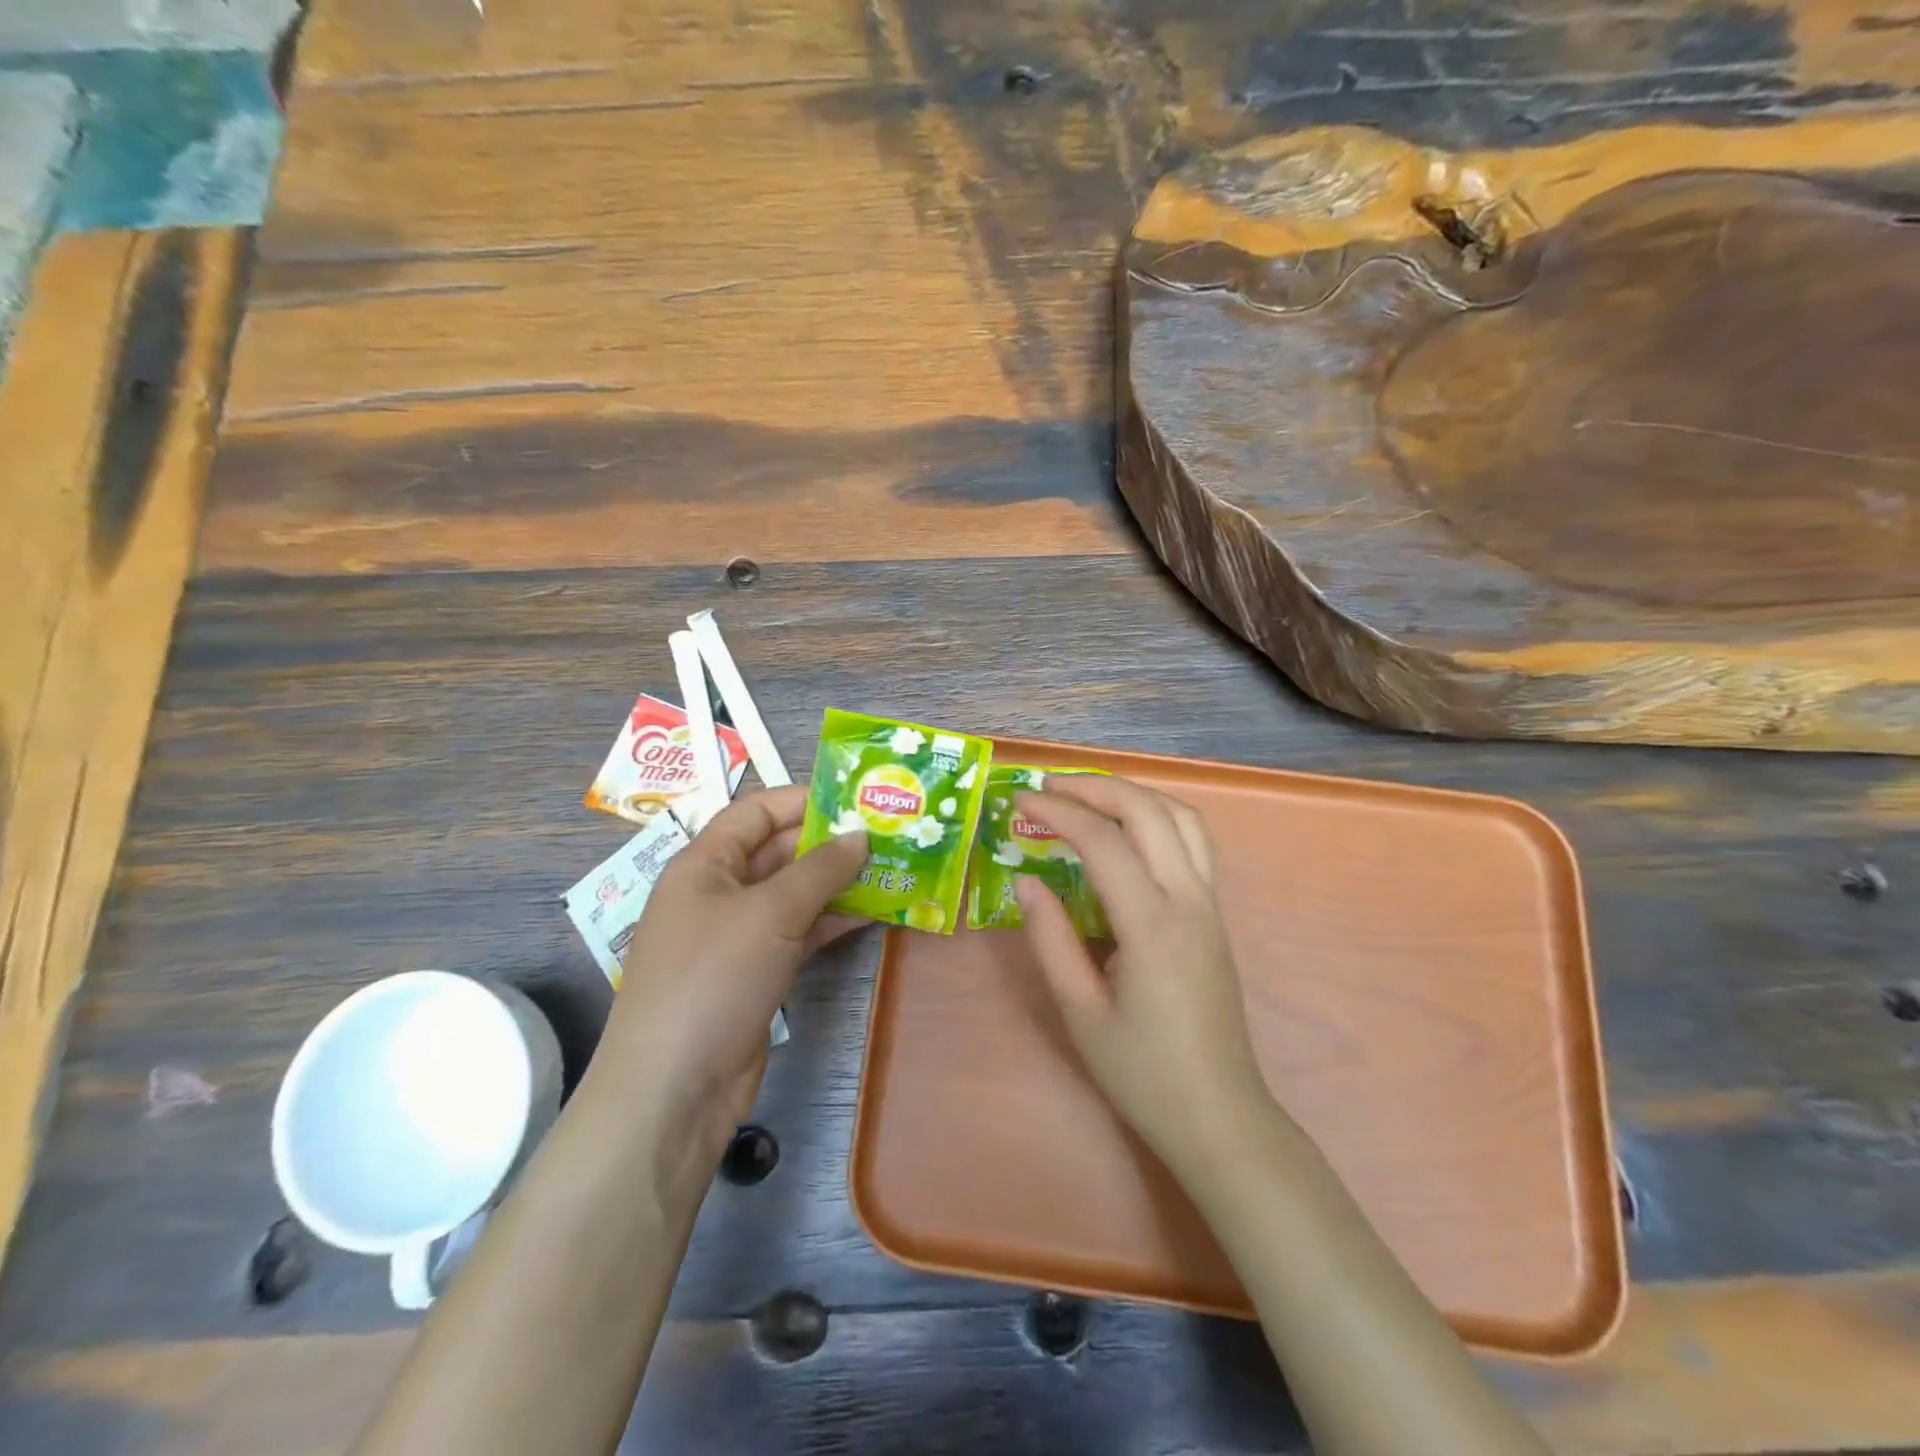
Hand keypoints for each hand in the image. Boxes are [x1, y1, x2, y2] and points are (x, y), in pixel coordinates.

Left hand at [586, 788, 866, 1173]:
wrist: (675, 1089)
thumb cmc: (714, 978)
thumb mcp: (769, 912)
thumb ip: (819, 869)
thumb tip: (861, 835)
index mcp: (704, 863)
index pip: (756, 812)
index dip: (804, 800)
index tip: (857, 799)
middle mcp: (719, 892)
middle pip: (779, 851)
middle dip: (830, 842)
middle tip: (888, 834)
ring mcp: (738, 935)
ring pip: (794, 894)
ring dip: (838, 882)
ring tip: (892, 868)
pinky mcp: (757, 972)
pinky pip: (799, 932)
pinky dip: (832, 920)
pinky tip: (874, 911)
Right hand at [1014, 775, 1270, 1173]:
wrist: (1219, 1116)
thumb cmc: (1142, 1072)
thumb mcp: (1079, 1011)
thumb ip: (1050, 938)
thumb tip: (1027, 880)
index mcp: (1152, 925)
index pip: (1103, 842)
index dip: (1058, 812)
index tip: (1020, 801)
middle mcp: (1189, 900)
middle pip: (1148, 812)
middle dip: (1095, 787)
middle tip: (1048, 787)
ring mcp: (1210, 904)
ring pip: (1181, 818)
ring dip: (1133, 794)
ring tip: (1087, 796)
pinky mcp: (1215, 915)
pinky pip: (1193, 842)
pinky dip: (1157, 816)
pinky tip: (1128, 830)